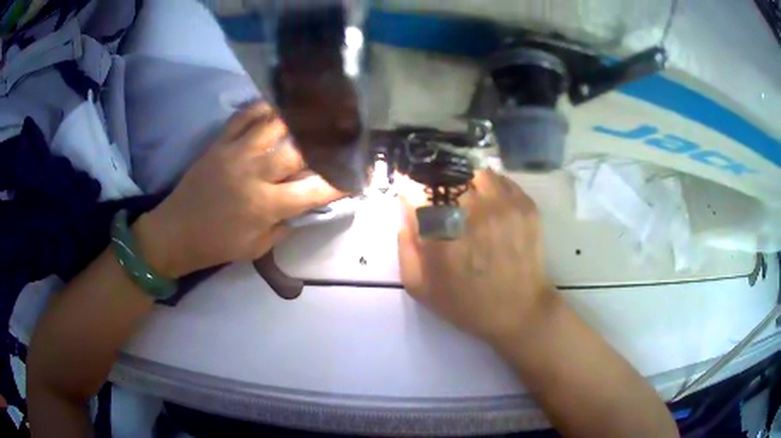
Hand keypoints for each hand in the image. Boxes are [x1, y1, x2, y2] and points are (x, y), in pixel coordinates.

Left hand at [136, 103, 344, 277]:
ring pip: (274, 124)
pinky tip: (277, 107)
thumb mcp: (256, 247)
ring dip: (297, 118)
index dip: (340, 182)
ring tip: (314, 112)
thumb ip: (284, 224)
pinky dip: (263, 108)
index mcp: (265, 205)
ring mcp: (235, 153)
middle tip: (343, 134)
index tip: (359, 174)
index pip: (314, 189)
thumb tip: (303, 204)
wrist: (176, 232)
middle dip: (325, 142)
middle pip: (299, 149)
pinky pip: (244, 116)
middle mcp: (254, 173)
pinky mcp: (219, 143)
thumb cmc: (217, 244)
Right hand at [397, 170, 555, 347]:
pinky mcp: (525, 204)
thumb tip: (405, 213)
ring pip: (473, 172)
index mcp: (441, 235)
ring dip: (463, 182)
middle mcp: (472, 212)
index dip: (410, 189)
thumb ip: (405, 248)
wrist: (520, 311)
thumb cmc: (467, 305)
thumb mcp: (420, 288)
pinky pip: (500, 179)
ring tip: (465, 198)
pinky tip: (489, 203)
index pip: (417, 190)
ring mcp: (503, 205)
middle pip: (445, 176)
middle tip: (439, 200)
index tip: (410, 194)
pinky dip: (489, 185)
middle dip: (436, 185)